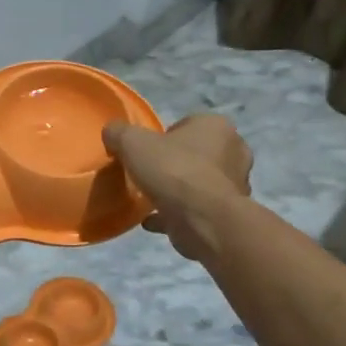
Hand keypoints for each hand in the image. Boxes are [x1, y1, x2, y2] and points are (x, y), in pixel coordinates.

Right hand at [102, 114, 252, 262]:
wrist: (202, 219)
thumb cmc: (172, 170)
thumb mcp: (132, 143)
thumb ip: (119, 133)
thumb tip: (111, 132)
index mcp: (216, 126)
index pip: (188, 124)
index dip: (165, 137)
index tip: (147, 152)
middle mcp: (234, 151)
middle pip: (196, 153)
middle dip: (175, 163)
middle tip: (150, 174)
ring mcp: (234, 184)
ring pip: (199, 183)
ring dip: (178, 190)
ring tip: (150, 199)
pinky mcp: (227, 213)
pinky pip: (197, 209)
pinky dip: (176, 213)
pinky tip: (152, 220)